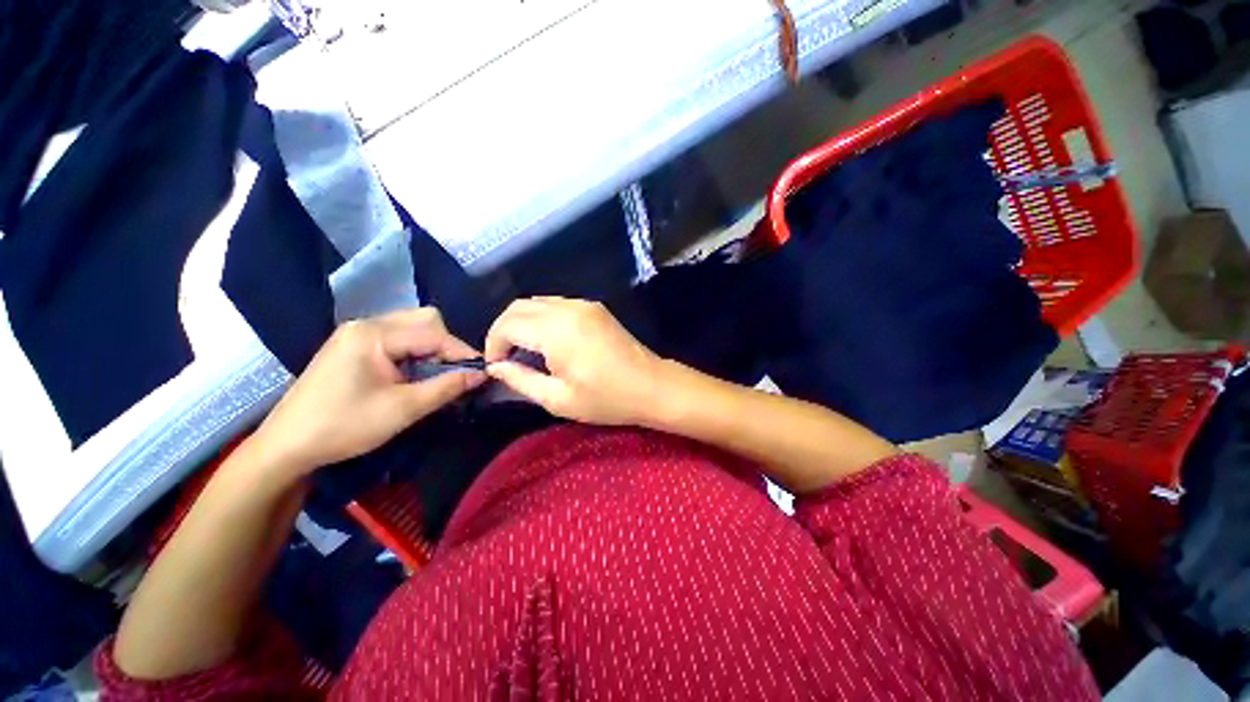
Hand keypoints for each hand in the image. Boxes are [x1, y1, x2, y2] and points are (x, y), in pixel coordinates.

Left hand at [251, 308, 484, 476]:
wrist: (286, 446)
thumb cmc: (344, 426)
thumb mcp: (403, 409)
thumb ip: (446, 387)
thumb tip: (481, 375)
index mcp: (374, 334)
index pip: (433, 333)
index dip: (461, 352)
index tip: (481, 372)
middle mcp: (365, 324)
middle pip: (423, 320)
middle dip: (446, 344)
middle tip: (454, 373)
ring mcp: (356, 333)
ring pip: (411, 326)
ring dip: (431, 347)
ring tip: (436, 374)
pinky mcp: (352, 345)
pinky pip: (396, 337)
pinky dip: (414, 351)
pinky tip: (413, 373)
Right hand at [484, 297, 662, 425]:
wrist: (652, 386)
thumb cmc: (607, 399)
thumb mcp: (558, 399)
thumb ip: (521, 380)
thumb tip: (496, 367)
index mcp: (557, 330)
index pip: (507, 324)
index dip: (493, 344)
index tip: (497, 366)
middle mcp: (568, 308)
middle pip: (519, 306)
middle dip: (504, 330)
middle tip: (506, 358)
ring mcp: (584, 304)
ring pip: (537, 302)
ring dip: (523, 322)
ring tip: (525, 351)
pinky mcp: (595, 308)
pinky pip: (557, 305)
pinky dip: (542, 318)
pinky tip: (548, 342)